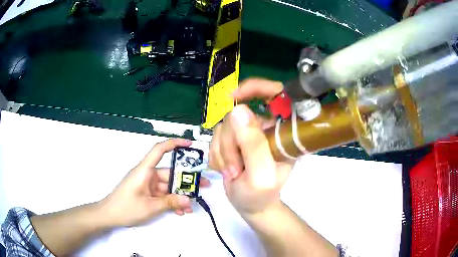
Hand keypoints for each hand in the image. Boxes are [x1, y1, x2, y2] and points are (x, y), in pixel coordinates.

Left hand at [100, 139, 209, 226]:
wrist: (109, 215)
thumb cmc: (126, 207)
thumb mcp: (150, 207)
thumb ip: (170, 202)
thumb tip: (189, 200)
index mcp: (145, 171)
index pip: (159, 150)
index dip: (174, 144)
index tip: (190, 145)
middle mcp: (147, 174)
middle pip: (169, 173)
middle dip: (186, 181)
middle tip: (203, 186)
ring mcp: (147, 184)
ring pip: (168, 187)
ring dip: (179, 196)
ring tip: (191, 206)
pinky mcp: (147, 193)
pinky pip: (162, 194)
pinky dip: (171, 201)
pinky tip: (179, 211)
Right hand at [209, 78, 292, 214]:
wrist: (250, 206)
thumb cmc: (261, 195)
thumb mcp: (261, 175)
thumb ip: (253, 144)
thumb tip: (238, 110)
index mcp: (283, 131)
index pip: (276, 93)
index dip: (256, 87)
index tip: (234, 97)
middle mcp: (266, 127)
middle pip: (238, 115)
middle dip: (230, 144)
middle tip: (236, 169)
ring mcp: (248, 132)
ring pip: (223, 127)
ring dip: (223, 153)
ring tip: (233, 173)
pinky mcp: (233, 139)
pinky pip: (215, 137)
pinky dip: (217, 156)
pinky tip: (227, 170)